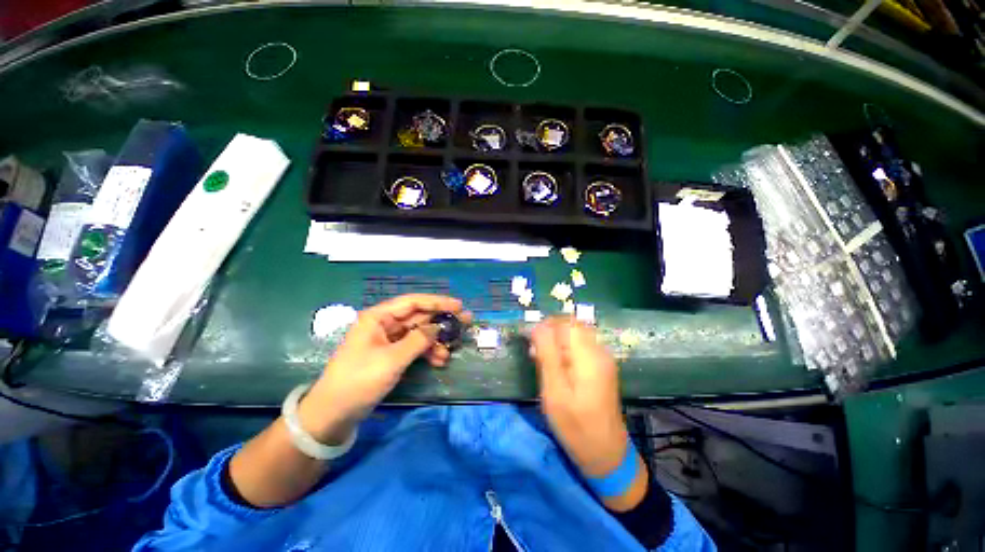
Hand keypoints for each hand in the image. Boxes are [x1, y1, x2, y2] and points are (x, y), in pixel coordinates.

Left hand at [301, 294, 470, 443]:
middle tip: (464, 322)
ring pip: (418, 333)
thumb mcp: (392, 360)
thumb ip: (419, 340)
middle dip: (440, 321)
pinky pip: (413, 347)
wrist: (333, 413)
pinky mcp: (390, 354)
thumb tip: (438, 327)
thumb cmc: (359, 380)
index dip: (438, 302)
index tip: (459, 306)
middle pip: (418, 316)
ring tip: (449, 352)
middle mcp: (384, 324)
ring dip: (435, 341)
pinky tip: (438, 361)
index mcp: (378, 317)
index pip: (413, 302)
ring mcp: (387, 340)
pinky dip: (426, 352)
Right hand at [531, 318, 629, 477]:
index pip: (566, 322)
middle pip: (571, 326)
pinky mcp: (601, 366)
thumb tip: (538, 326)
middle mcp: (599, 351)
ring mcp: (602, 359)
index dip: (545, 326)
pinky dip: (564, 350)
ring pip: (574, 335)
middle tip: (534, 353)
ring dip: (555, 342)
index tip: (530, 342)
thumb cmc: (575, 426)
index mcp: (589, 356)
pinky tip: (555, 367)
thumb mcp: (554, 391)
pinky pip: (579, 346)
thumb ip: (547, 355)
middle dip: (549, 333)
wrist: (607, 453)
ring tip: (541, 361)